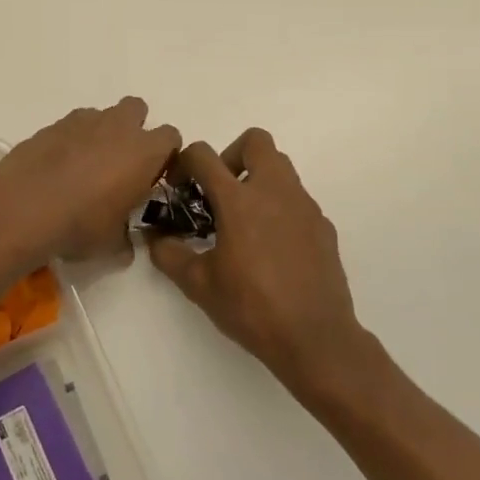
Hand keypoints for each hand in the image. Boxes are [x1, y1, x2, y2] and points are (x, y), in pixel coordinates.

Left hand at [0, 98, 180, 261]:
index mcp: (143, 152)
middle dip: (133, 129)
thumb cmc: (80, 224)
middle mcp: (117, 127)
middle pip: (137, 109)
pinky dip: (71, 139)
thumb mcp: (111, 243)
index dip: (164, 154)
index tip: (153, 175)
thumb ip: (126, 239)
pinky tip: (58, 165)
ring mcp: (82, 121)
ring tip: (85, 165)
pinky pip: (72, 125)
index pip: (171, 137)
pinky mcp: (52, 124)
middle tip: (121, 162)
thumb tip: (126, 245)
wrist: (24, 207)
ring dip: (101, 133)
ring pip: (102, 115)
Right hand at [148, 128, 368, 393]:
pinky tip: (271, 248)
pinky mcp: (323, 226)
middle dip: (231, 156)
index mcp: (239, 200)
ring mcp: (304, 206)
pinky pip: (296, 200)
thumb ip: (169, 254)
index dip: (184, 163)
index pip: (204, 155)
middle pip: (255, 141)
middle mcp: (274, 191)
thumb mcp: (198, 284)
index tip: (178, 188)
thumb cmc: (252, 308)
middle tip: (219, 192)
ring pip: (280, 168)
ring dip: (257, 180)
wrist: (316, 339)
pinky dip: (279, 208)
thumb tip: (155, 238)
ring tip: (243, 221)